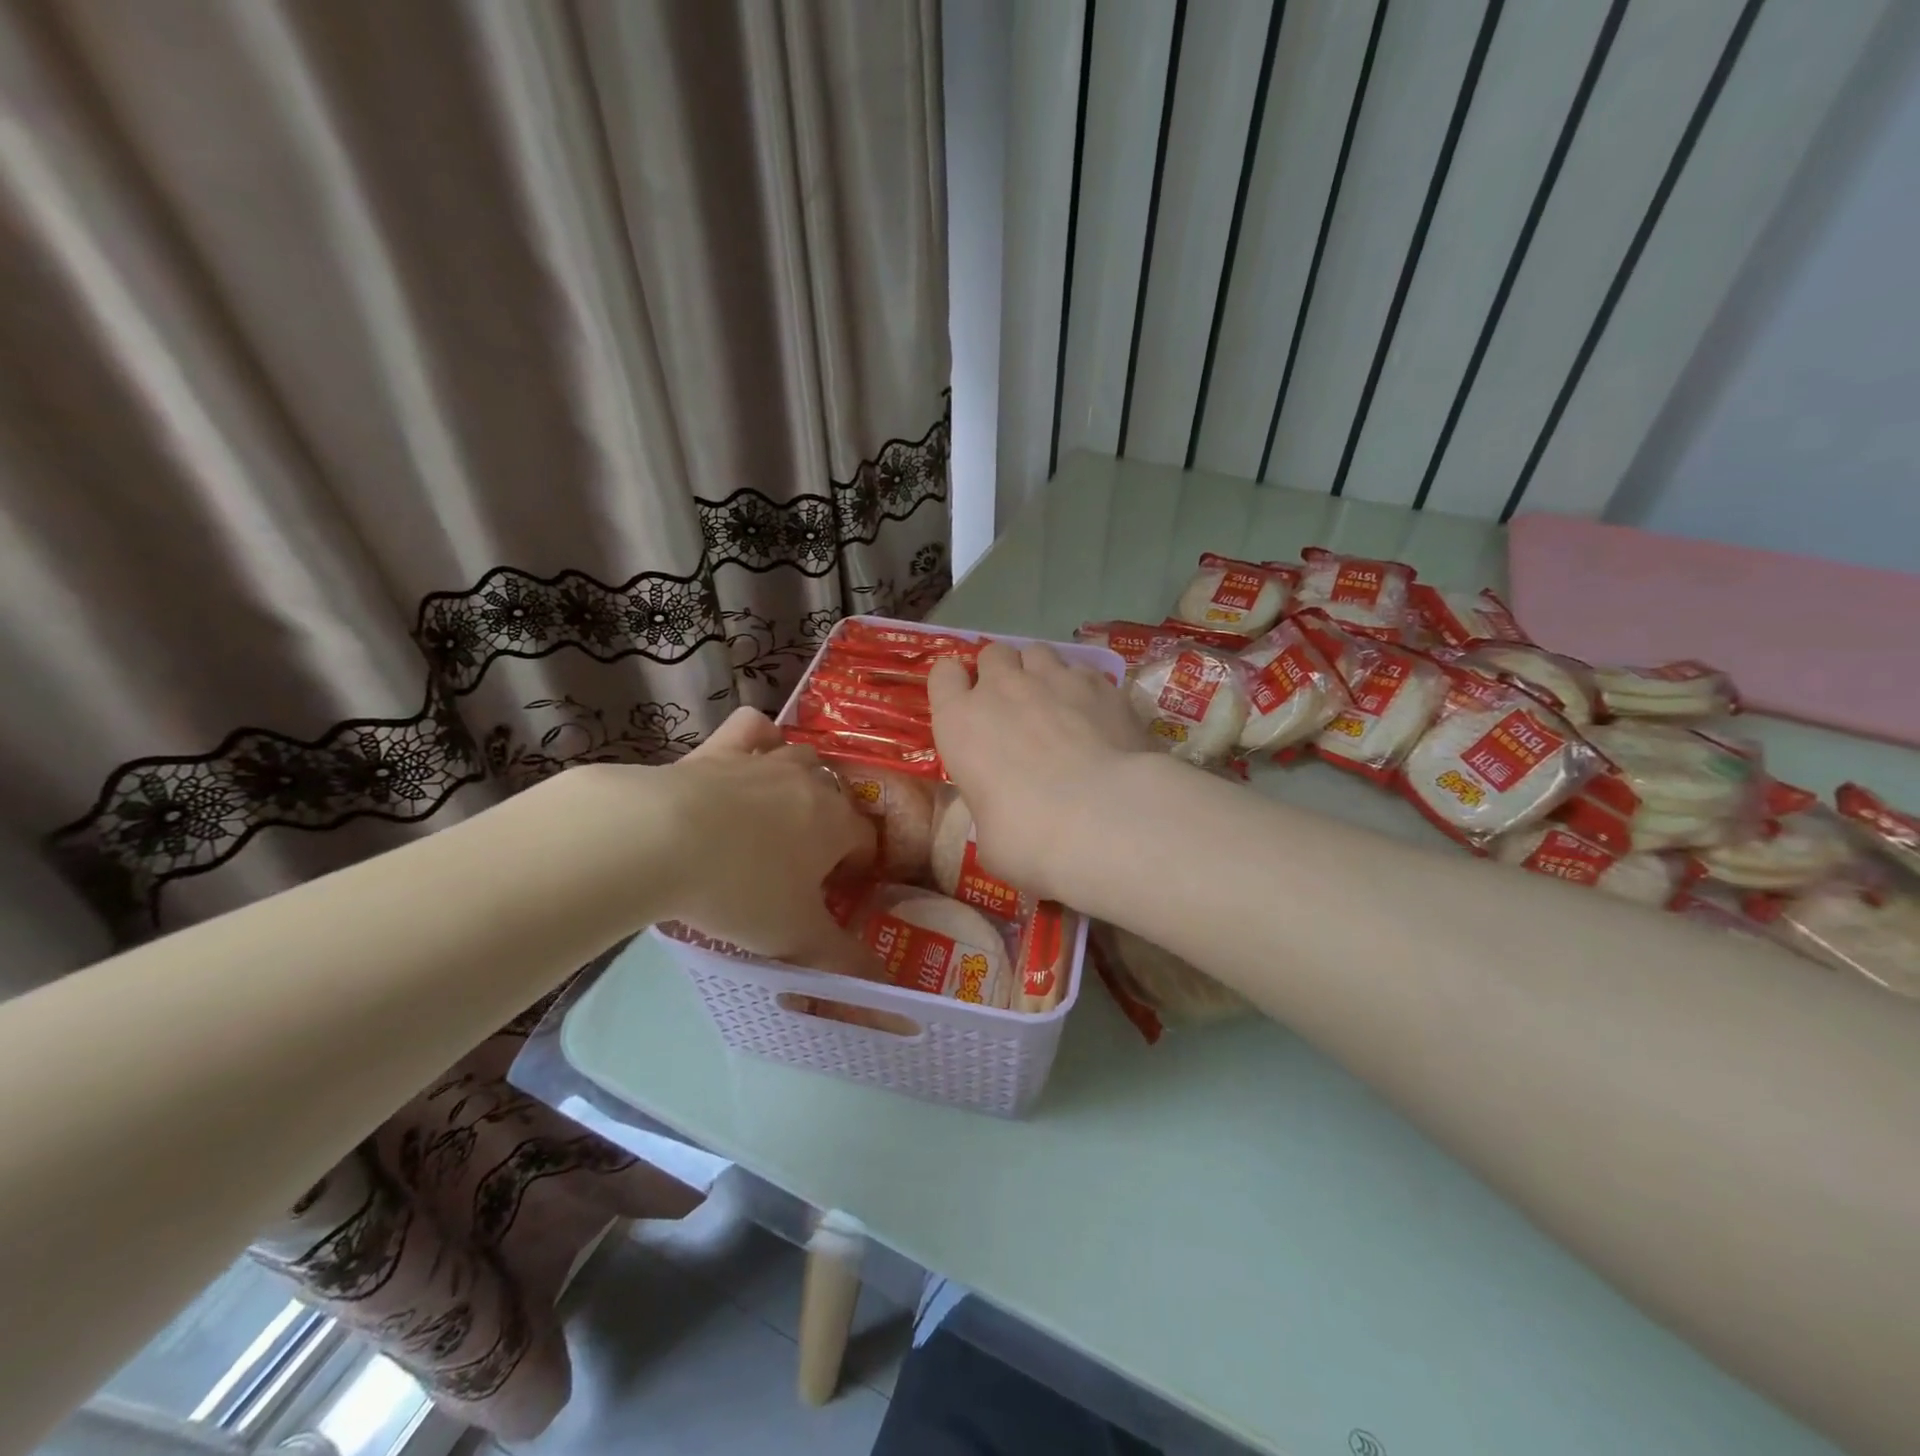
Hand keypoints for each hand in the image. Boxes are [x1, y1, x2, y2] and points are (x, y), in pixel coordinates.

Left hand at [653, 708, 880, 977]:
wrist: (659, 839)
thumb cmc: (741, 890)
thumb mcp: (795, 937)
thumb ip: (842, 960)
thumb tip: (883, 986)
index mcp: (836, 823)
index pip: (866, 840)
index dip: (856, 867)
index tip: (834, 892)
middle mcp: (810, 782)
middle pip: (837, 796)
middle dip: (831, 825)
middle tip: (803, 863)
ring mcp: (765, 759)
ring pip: (802, 756)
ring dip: (802, 779)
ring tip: (780, 811)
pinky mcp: (720, 748)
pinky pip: (752, 727)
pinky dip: (758, 736)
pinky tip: (751, 754)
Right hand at [928, 642, 1154, 901]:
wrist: (1102, 818)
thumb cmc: (1028, 837)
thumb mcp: (988, 838)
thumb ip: (989, 808)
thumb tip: (1004, 814)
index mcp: (960, 722)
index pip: (943, 674)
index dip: (955, 685)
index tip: (966, 706)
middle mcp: (1002, 689)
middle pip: (993, 654)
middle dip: (1000, 673)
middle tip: (1013, 706)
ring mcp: (1054, 678)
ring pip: (1037, 651)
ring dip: (1039, 671)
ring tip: (1055, 702)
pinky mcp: (1100, 683)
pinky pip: (1081, 669)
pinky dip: (1081, 686)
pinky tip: (1094, 714)